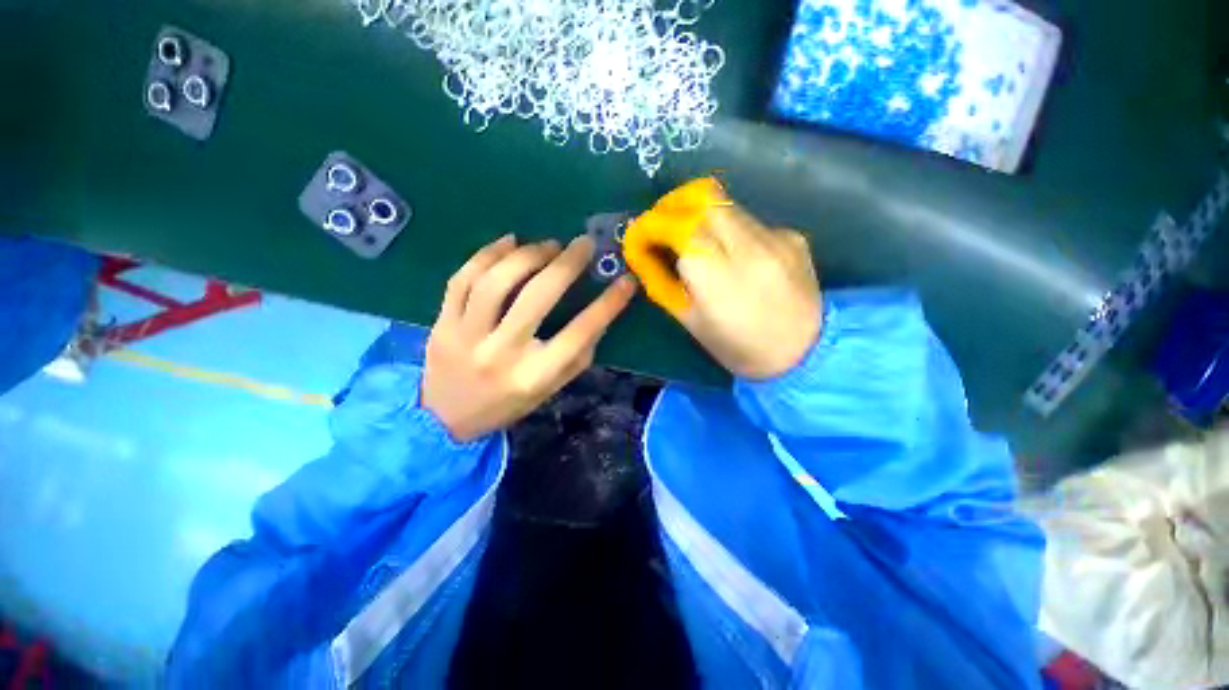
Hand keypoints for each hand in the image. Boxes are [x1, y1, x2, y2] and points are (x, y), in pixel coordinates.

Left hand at [422, 234, 637, 441]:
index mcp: (534, 375)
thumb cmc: (508, 404)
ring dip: (527, 255)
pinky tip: (509, 242)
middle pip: (537, 297)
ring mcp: (466, 336)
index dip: (608, 305)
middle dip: (566, 264)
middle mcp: (501, 354)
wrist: (445, 419)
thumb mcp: (550, 389)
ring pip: (496, 281)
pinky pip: (462, 279)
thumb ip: (576, 355)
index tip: (627, 281)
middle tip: (583, 244)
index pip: (580, 333)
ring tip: (547, 246)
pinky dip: (488, 254)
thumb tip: (599, 313)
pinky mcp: (442, 323)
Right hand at [624, 179, 820, 378]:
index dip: (650, 225)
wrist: (805, 355)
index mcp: (716, 275)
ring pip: (726, 204)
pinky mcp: (792, 237)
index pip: (676, 225)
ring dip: (700, 215)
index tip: (639, 237)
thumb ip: (662, 283)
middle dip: (672, 205)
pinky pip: (749, 222)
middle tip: (662, 227)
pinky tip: (734, 257)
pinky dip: (730, 231)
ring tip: (693, 240)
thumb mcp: (690, 321)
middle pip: (703, 197)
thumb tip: (643, 255)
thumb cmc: (738, 348)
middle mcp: (748, 246)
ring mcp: (775, 237)